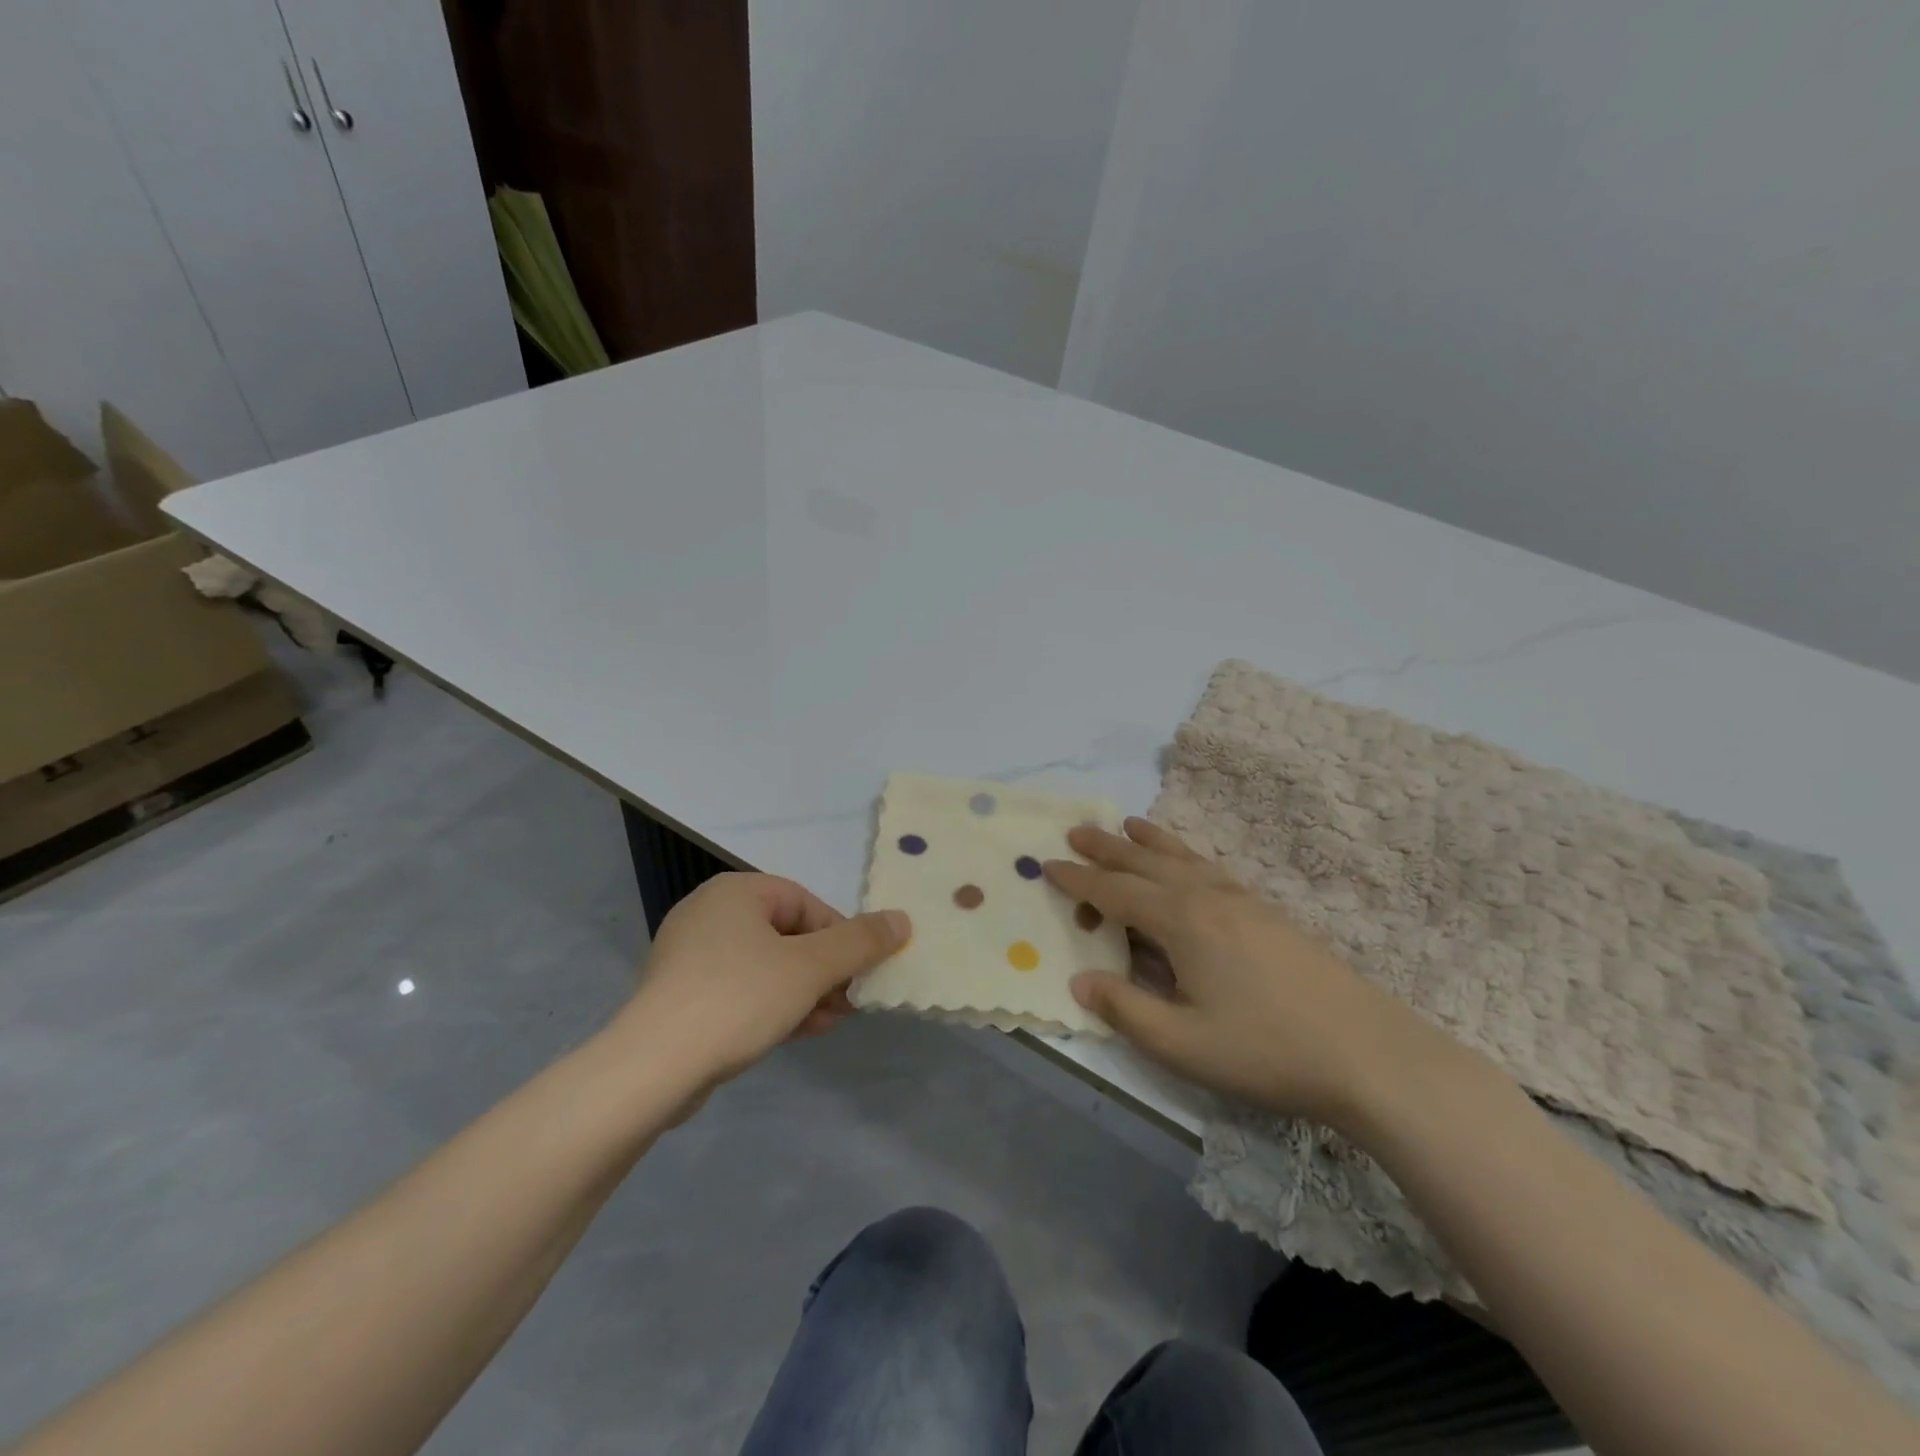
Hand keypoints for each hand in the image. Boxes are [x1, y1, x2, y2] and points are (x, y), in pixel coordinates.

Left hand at [613, 873, 909, 1089]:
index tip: (860, 973)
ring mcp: (690, 956)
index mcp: (736, 892)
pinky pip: (740, 990)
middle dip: (825, 971)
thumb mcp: (810, 967)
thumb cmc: (738, 998)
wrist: (652, 1068)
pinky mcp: (681, 996)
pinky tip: (799, 1032)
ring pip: (766, 966)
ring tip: (830, 1022)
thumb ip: (860, 942)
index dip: (841, 937)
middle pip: (787, 935)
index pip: (806, 903)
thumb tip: (902, 919)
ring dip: (804, 992)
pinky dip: (773, 1005)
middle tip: (850, 1002)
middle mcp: (710, 914)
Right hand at [1045, 819, 1448, 1128]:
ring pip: (1182, 858)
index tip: (1046, 864)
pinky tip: (1188, 863)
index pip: (1115, 893)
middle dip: (1106, 848)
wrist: (1368, 1052)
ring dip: (1147, 841)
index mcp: (1181, 922)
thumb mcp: (1182, 1043)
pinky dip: (1185, 854)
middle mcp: (1207, 897)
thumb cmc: (1266, 1050)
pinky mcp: (1267, 912)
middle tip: (1075, 830)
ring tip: (1126, 824)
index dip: (1078, 879)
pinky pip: (1210, 867)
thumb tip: (1079, 981)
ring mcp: (1242, 900)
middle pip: (1145, 863)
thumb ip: (1125, 1009)